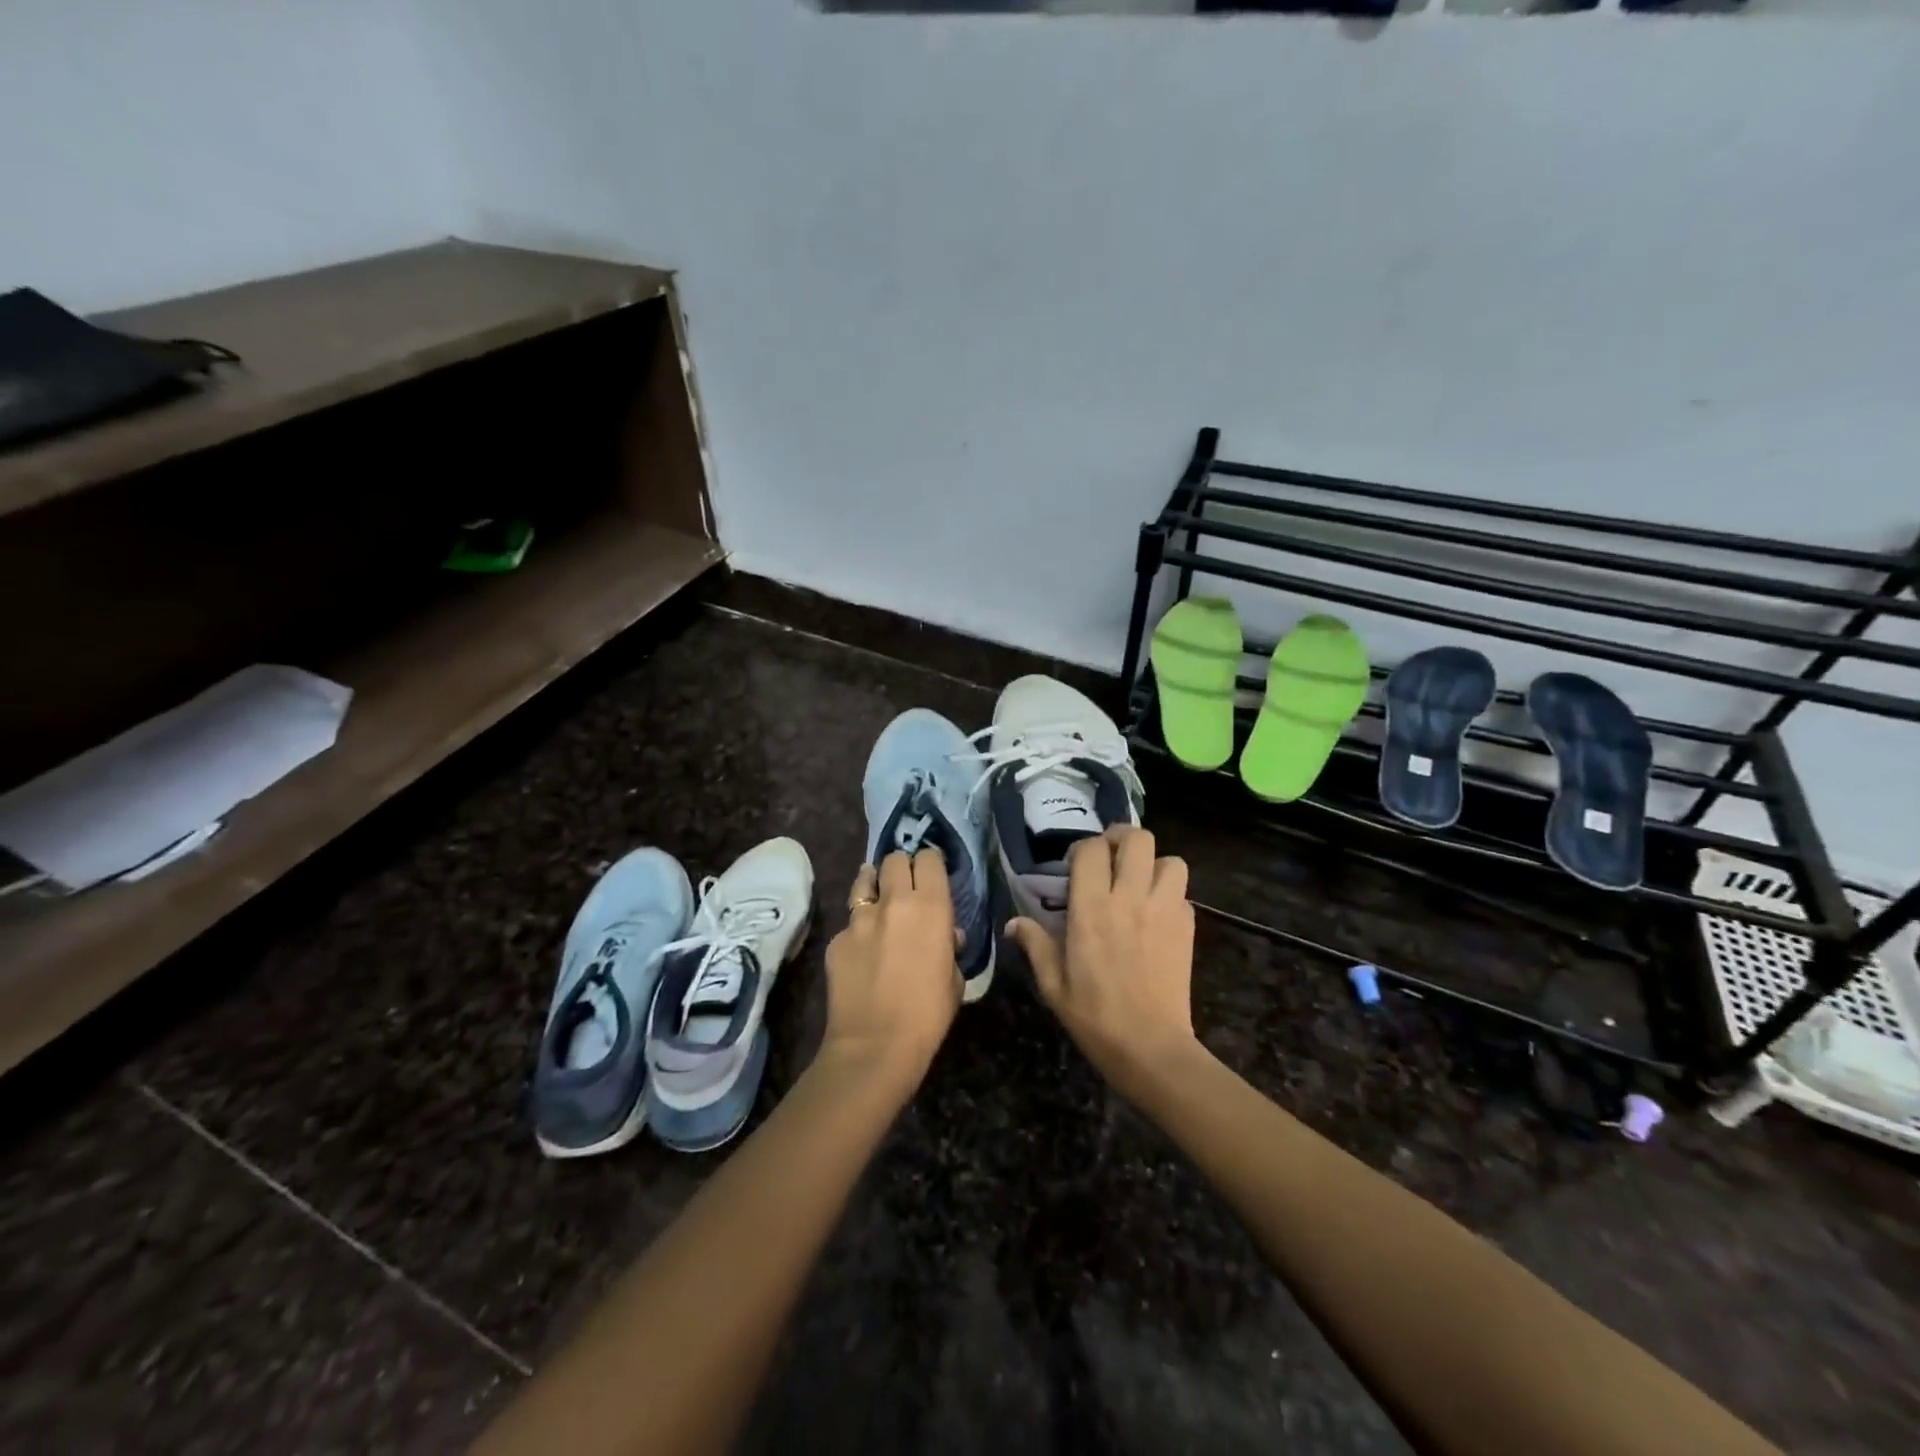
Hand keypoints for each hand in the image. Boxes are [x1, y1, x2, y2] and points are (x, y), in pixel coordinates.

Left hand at [821, 849, 962, 1089]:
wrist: (875, 1045)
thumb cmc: (928, 1015)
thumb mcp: (954, 979)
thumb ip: (949, 947)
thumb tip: (945, 935)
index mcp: (931, 907)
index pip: (929, 858)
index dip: (930, 864)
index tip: (932, 876)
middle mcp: (894, 901)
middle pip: (895, 859)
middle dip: (901, 868)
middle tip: (905, 887)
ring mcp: (860, 918)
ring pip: (865, 879)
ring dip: (874, 885)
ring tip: (878, 900)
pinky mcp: (836, 938)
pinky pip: (850, 922)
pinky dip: (858, 928)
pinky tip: (861, 951)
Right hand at [1008, 826, 1197, 1098]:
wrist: (1151, 1048)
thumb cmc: (1095, 1017)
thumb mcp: (1053, 985)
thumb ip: (1036, 945)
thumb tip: (1015, 923)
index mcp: (1092, 909)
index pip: (1092, 850)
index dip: (1083, 849)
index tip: (1076, 866)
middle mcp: (1130, 899)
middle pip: (1137, 839)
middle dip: (1122, 839)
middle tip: (1110, 858)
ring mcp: (1164, 910)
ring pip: (1170, 859)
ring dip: (1153, 864)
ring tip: (1139, 882)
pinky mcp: (1187, 927)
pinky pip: (1182, 892)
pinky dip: (1170, 893)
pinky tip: (1156, 913)